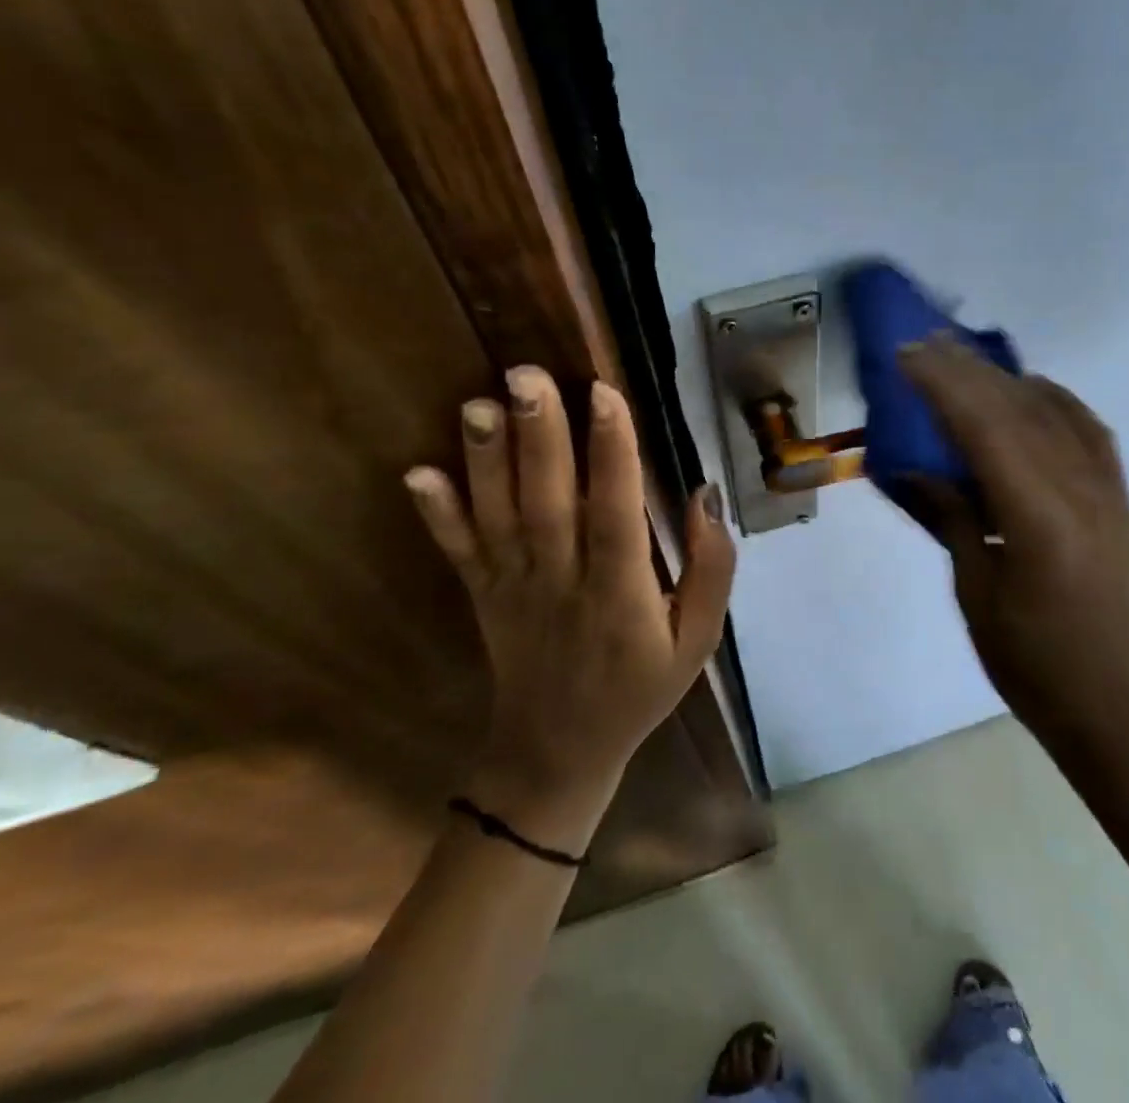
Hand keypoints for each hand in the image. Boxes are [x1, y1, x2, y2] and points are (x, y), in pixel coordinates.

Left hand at [404, 367, 734, 852]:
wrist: (558, 753)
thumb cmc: (639, 687)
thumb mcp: (698, 639)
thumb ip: (710, 568)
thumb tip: (704, 495)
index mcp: (620, 593)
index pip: (616, 513)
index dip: (612, 454)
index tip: (605, 394)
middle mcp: (561, 582)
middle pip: (548, 503)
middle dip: (539, 436)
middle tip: (527, 375)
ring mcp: (512, 588)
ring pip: (500, 517)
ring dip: (487, 460)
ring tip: (479, 403)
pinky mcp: (481, 595)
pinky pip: (458, 552)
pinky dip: (437, 514)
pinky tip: (417, 473)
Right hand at [898, 336, 1128, 746]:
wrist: (1115, 706)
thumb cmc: (1032, 662)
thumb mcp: (976, 591)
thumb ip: (951, 518)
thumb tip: (912, 469)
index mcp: (1038, 517)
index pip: (985, 428)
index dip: (943, 385)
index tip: (907, 355)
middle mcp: (1079, 489)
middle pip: (1018, 408)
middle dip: (967, 370)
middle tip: (925, 342)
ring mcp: (1106, 490)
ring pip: (1053, 411)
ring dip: (1004, 378)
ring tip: (965, 356)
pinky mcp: (1118, 498)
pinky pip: (1088, 429)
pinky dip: (1055, 399)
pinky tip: (1031, 389)